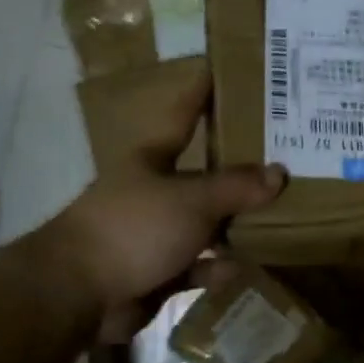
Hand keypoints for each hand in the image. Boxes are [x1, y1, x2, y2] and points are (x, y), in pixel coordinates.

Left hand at [51, 79, 283, 342]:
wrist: (78, 294)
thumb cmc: (134, 227)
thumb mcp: (192, 200)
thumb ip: (236, 187)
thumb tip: (279, 172)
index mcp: (153, 159)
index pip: (184, 114)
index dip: (202, 92)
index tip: (223, 68)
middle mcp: (154, 191)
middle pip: (203, 175)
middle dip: (239, 173)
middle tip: (286, 162)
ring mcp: (154, 233)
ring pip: (205, 224)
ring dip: (234, 226)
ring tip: (279, 220)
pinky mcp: (156, 272)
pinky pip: (196, 265)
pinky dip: (214, 267)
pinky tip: (236, 270)